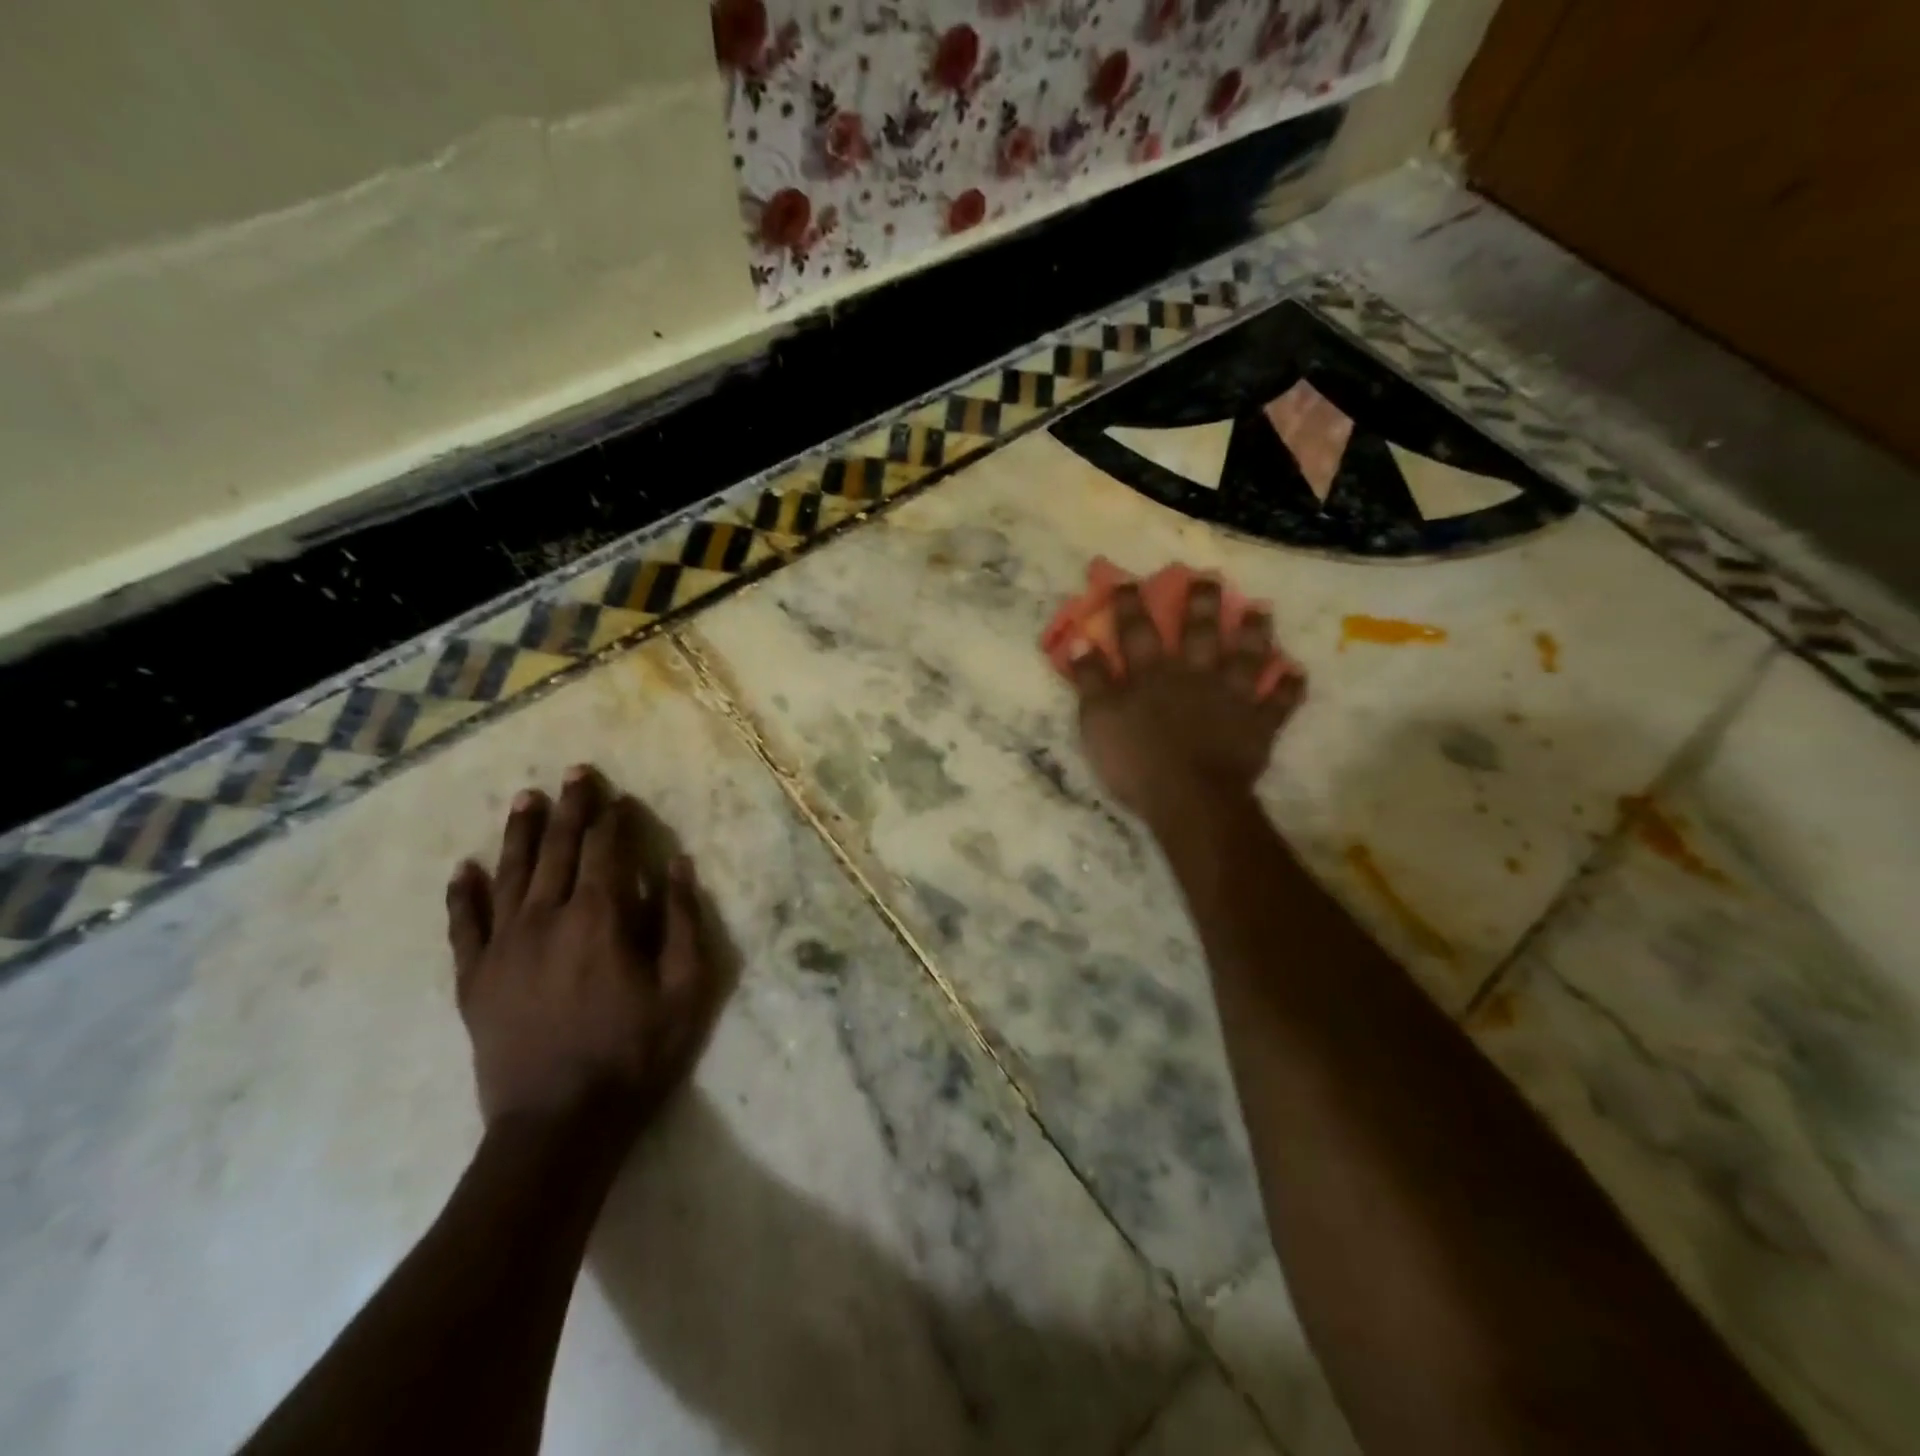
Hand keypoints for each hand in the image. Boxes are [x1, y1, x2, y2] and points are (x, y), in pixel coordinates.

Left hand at [446, 766, 721, 1134]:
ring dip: (520, 833)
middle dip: (570, 809)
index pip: (604, 850)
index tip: (616, 793)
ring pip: (510, 875)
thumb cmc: (633, 1055)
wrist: (557, 1127)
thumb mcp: (685, 990)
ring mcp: (503, 949)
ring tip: (526, 798)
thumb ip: (683, 922)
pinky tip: (465, 869)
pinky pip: (464, 927)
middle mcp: (545, 919)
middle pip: (557, 850)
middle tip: (575, 772)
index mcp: (598, 918)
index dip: (612, 818)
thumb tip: (678, 865)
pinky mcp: (475, 981)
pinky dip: (463, 895)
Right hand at [1069, 579, 1304, 827]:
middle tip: (1209, 579)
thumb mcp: (1097, 720)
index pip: (1137, 630)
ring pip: (1245, 656)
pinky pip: (1278, 703)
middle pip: (1199, 631)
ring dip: (1254, 632)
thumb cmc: (1135, 760)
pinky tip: (1296, 673)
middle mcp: (1193, 674)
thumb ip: (1090, 679)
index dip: (1131, 604)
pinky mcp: (1257, 724)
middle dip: (1202, 603)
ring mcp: (1231, 696)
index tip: (1130, 580)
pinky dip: (1289, 688)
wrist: (1189, 797)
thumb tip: (1079, 640)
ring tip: (1261, 610)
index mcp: (1151, 673)